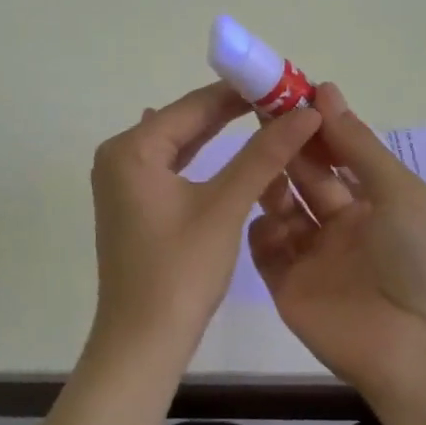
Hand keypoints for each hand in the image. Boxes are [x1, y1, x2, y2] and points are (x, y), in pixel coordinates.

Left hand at [89, 82, 321, 368]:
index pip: (194, 104)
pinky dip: (204, 157)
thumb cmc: (181, 272)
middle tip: (283, 99)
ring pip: (181, 143)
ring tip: (268, 116)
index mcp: (131, 148)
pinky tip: (226, 145)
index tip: (283, 80)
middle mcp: (120, 155)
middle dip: (233, 110)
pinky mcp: (134, 203)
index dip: (241, 90)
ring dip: (221, 132)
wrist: (142, 344)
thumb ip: (263, 154)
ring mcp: (123, 181)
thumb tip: (306, 112)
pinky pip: (173, 166)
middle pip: (185, 120)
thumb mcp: (225, 206)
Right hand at [248, 83, 425, 405]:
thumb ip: (356, 144)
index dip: (317, 124)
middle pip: (309, 176)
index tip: (289, 91)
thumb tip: (325, 90)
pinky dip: (258, 228)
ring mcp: (315, 258)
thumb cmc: (425, 260)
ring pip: (283, 208)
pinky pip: (266, 250)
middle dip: (290, 143)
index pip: (340, 154)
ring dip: (271, 178)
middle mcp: (345, 227)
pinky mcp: (289, 289)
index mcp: (379, 203)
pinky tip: (253, 206)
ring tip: (255, 149)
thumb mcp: (399, 192)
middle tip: (260, 108)